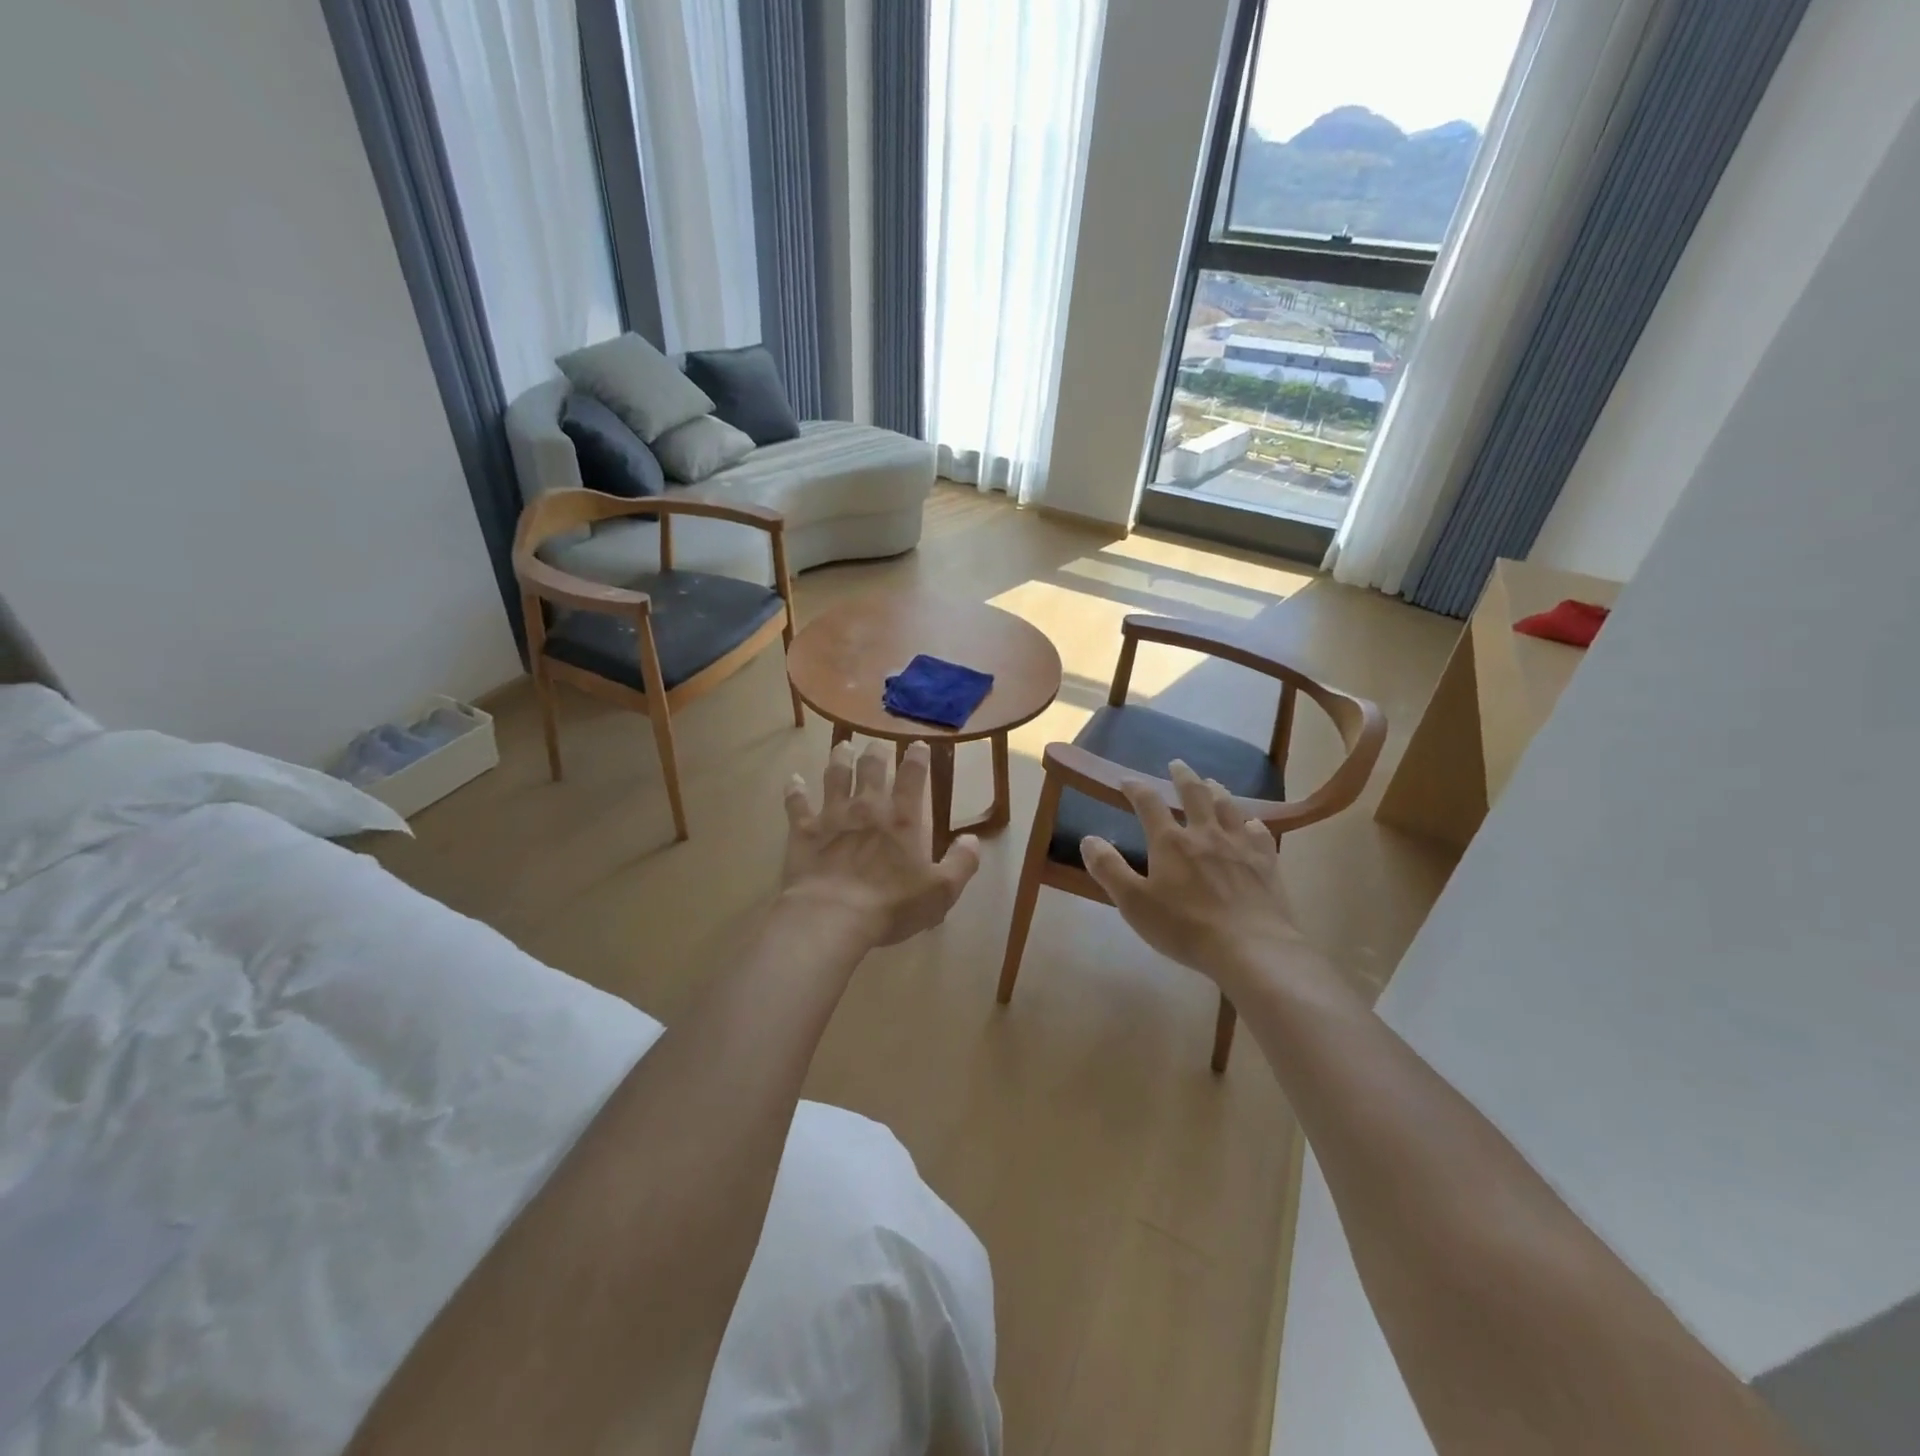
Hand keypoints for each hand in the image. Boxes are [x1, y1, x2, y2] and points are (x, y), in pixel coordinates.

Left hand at [780, 740, 980, 948]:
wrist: (832, 916)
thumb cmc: (891, 905)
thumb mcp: (941, 891)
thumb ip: (962, 863)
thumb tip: (974, 839)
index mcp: (903, 819)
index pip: (914, 776)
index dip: (917, 757)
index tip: (918, 744)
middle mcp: (867, 807)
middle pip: (872, 768)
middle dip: (876, 752)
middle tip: (877, 745)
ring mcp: (832, 815)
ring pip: (835, 776)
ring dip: (839, 759)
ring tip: (842, 747)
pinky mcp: (804, 831)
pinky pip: (797, 804)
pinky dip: (795, 790)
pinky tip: (793, 780)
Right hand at [1080, 760, 1304, 989]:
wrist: (1251, 949)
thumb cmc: (1185, 928)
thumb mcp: (1134, 903)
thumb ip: (1109, 869)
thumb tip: (1088, 839)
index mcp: (1170, 842)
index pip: (1149, 803)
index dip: (1136, 788)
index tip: (1126, 780)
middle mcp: (1205, 834)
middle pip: (1195, 794)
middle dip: (1183, 777)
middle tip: (1177, 764)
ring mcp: (1239, 845)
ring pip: (1228, 806)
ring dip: (1217, 791)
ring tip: (1211, 783)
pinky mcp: (1266, 862)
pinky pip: (1259, 832)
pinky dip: (1250, 822)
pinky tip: (1250, 824)